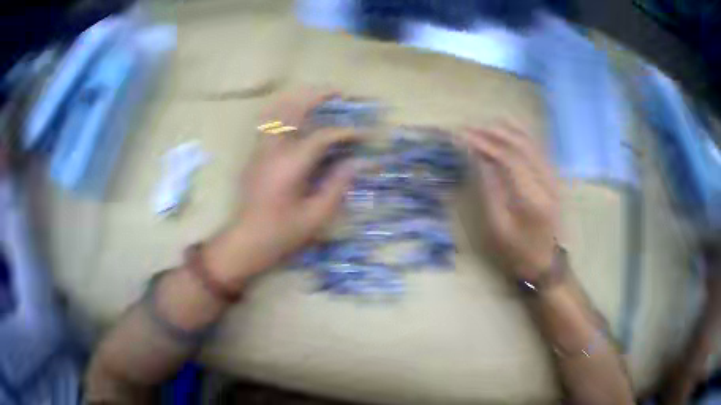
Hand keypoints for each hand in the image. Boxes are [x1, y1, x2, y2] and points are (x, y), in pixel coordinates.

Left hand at [206, 90, 358, 284]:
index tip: (365, 134)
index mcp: (290, 165)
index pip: (322, 136)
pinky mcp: (254, 154)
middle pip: (294, 109)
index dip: (347, 132)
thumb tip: (356, 162)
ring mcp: (260, 149)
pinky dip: (283, 111)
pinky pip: (268, 122)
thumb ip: (337, 185)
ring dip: (298, 99)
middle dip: (318, 97)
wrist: (246, 241)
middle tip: (339, 93)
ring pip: (276, 111)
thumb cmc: (281, 233)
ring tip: (318, 97)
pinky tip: (295, 115)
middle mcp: (273, 150)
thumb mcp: (316, 216)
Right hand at [466, 123, 559, 279]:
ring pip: (531, 142)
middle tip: (468, 128)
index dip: (484, 143)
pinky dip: (522, 134)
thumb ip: (490, 189)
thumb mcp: (498, 228)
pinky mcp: (554, 178)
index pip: (508, 158)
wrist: (548, 264)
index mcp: (532, 198)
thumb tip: (478, 158)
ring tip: (484, 124)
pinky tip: (509, 127)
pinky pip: (538, 148)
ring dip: (506, 130)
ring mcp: (553, 177)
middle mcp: (547, 181)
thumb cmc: (519, 252)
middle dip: (492, 132)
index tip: (462, 136)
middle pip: (520, 145)